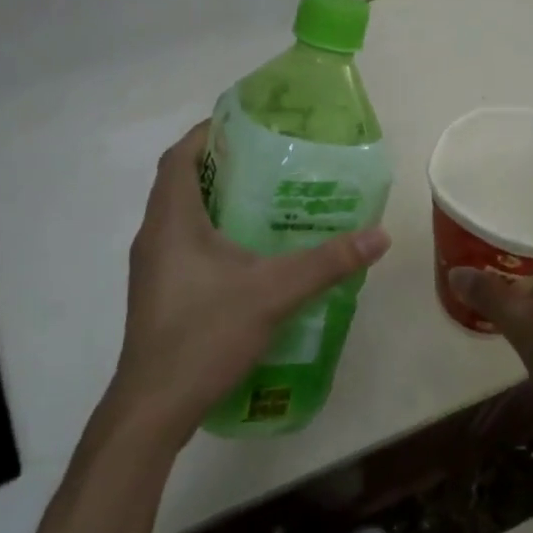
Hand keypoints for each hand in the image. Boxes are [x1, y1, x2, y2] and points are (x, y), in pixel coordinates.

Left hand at [100, 123, 390, 449]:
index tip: (247, 125)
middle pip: (183, 184)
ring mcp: (153, 269)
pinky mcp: (161, 296)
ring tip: (267, 204)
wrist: (155, 406)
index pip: (180, 157)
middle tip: (271, 163)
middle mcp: (154, 237)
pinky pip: (185, 248)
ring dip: (218, 204)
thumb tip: (378, 235)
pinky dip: (214, 238)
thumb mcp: (273, 293)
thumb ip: (326, 262)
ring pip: (183, 219)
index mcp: (171, 221)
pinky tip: (250, 258)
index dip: (209, 133)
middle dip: (223, 167)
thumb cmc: (204, 335)